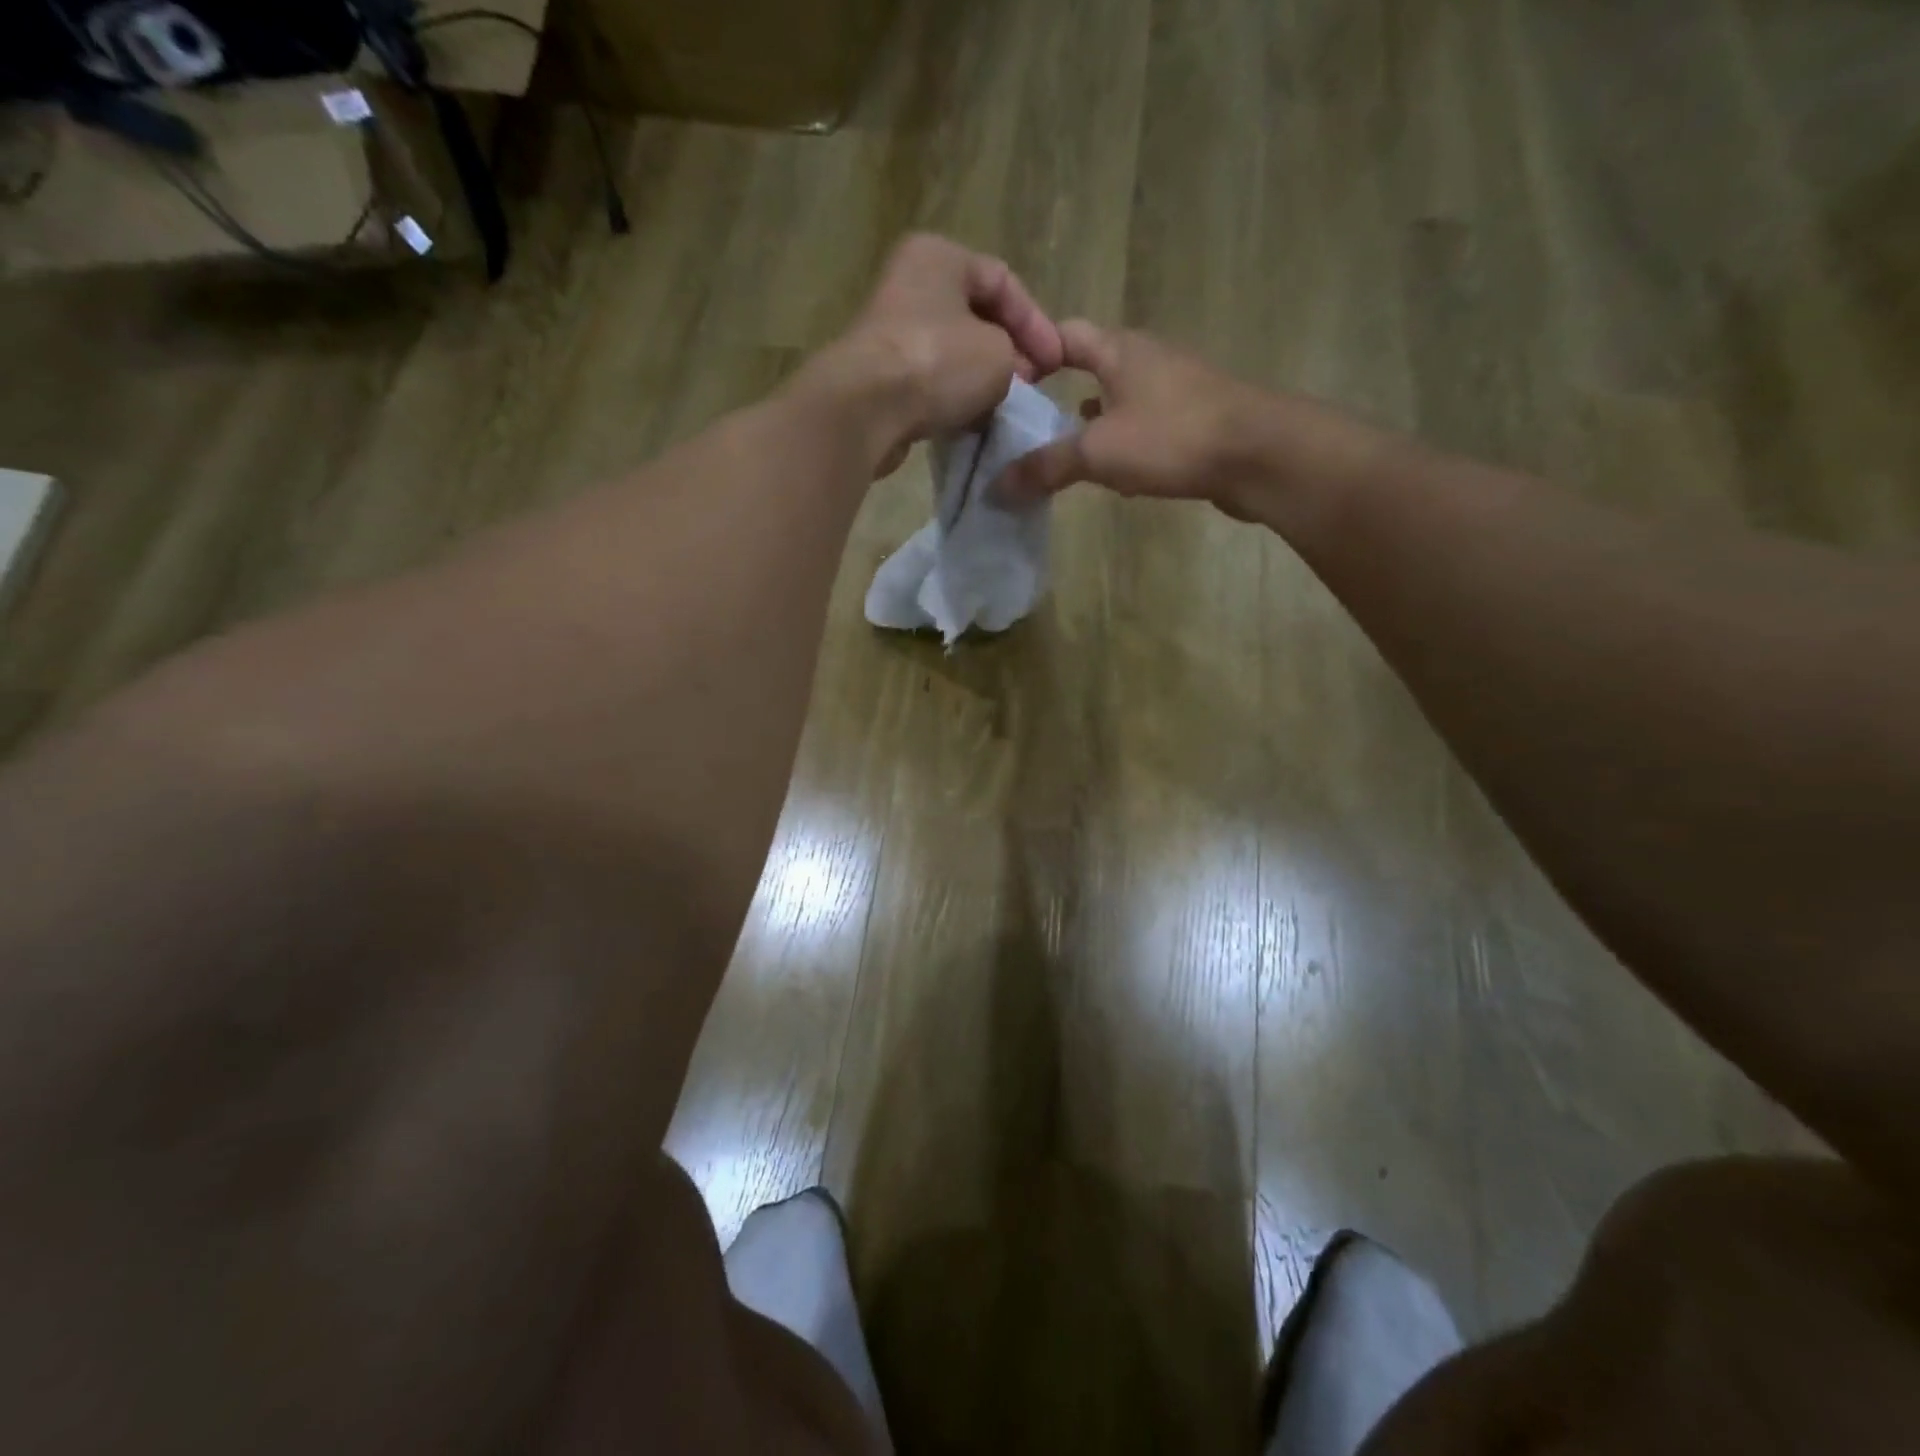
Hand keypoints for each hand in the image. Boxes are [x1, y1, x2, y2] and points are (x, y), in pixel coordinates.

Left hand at [818, 234, 1065, 474]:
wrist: (866, 409)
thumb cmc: (938, 363)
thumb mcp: (998, 353)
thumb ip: (1014, 356)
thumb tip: (1004, 373)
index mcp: (939, 256)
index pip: (1003, 281)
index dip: (1037, 324)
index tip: (1056, 365)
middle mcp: (909, 283)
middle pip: (975, 316)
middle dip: (1009, 351)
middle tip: (1032, 384)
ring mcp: (890, 331)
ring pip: (952, 351)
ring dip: (981, 379)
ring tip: (1005, 405)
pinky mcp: (879, 374)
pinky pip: (929, 381)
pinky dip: (952, 398)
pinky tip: (971, 420)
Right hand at [997, 322, 1266, 509]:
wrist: (1259, 454)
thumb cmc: (1172, 437)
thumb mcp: (1098, 452)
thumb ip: (1046, 466)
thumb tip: (997, 485)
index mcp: (1119, 350)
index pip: (1065, 335)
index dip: (1033, 351)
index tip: (1006, 381)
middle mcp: (1147, 359)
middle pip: (1094, 366)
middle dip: (1061, 393)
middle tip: (1029, 425)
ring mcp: (1176, 387)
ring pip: (1121, 399)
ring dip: (1094, 422)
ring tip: (1066, 452)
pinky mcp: (1195, 418)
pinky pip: (1147, 425)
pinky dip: (1124, 442)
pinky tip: (1117, 473)